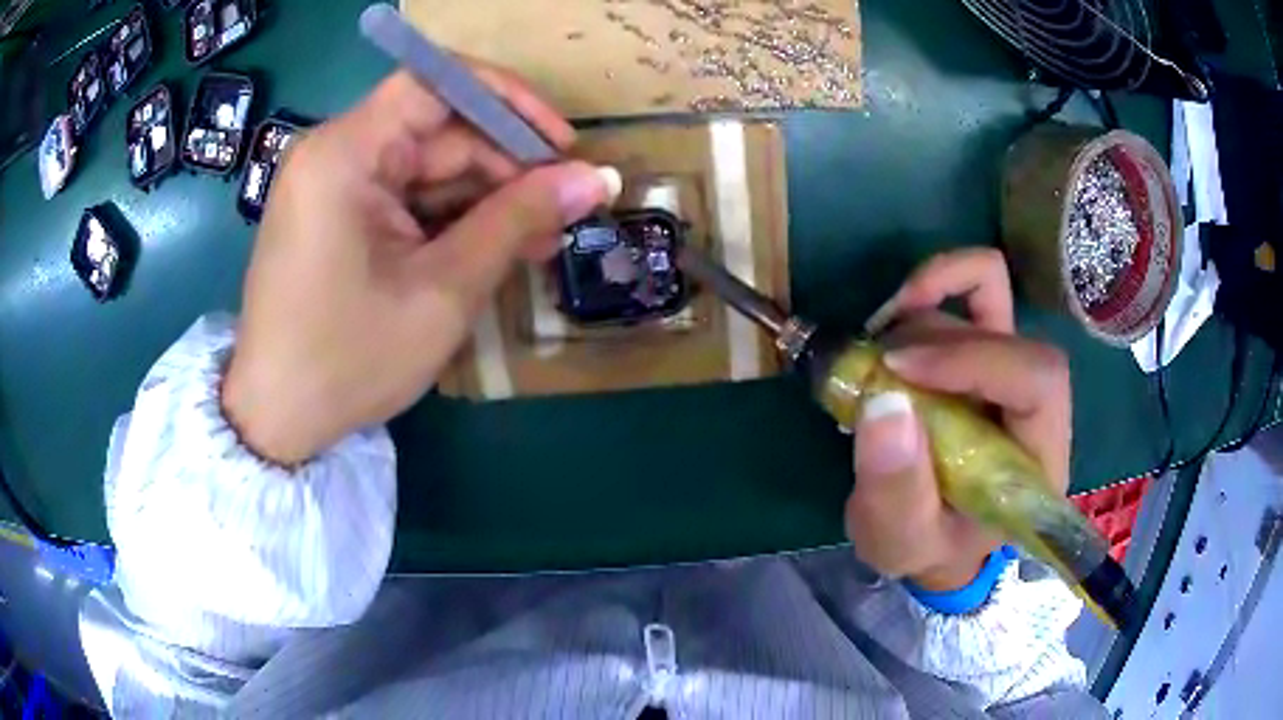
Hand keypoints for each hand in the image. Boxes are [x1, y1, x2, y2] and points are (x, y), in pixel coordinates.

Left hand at [222, 67, 618, 463]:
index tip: (561, 146)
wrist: (277, 419)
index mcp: (345, 154)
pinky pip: (405, 198)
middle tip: (562, 213)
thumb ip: (520, 220)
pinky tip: (492, 248)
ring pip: (427, 167)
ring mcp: (333, 185)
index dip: (509, 102)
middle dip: (504, 167)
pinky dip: (450, 219)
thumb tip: (597, 178)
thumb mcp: (444, 289)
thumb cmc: (349, 360)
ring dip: (485, 199)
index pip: (437, 83)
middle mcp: (334, 153)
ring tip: (538, 240)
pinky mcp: (336, 215)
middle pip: (437, 130)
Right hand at [845, 249, 1071, 591]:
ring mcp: (1014, 368)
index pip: (1038, 380)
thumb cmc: (928, 545)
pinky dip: (937, 283)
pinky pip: (979, 287)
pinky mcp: (989, 348)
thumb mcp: (901, 541)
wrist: (937, 536)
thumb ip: (896, 491)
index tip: (897, 368)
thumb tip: (884, 403)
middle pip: (1007, 334)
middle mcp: (1038, 405)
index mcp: (1039, 460)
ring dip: (921, 318)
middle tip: (875, 371)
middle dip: (934, 342)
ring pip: (987, 300)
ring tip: (874, 360)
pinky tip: (897, 312)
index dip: (973, 359)